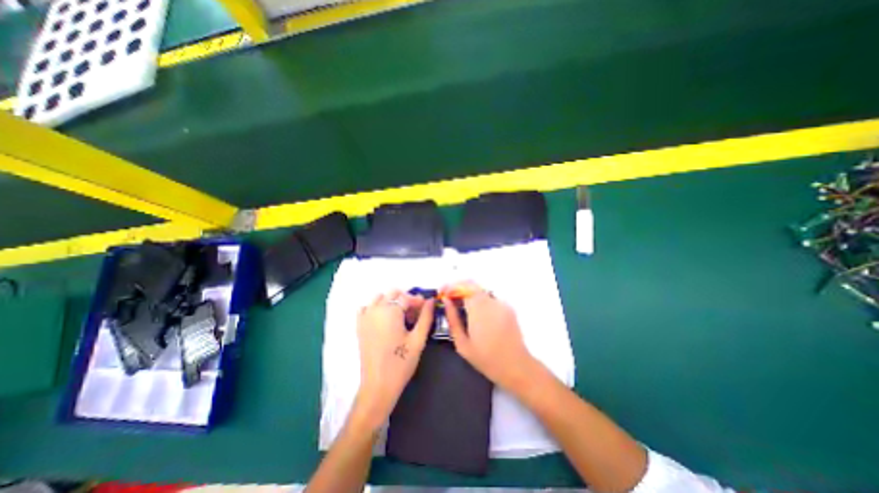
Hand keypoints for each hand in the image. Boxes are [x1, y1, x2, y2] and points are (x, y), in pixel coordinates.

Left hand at [350, 291, 432, 428]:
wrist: (378, 386)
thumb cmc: (401, 362)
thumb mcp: (418, 339)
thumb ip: (426, 317)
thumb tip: (431, 301)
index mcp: (390, 311)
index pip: (406, 297)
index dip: (418, 301)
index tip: (426, 308)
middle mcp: (375, 309)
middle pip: (392, 293)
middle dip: (405, 299)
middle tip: (414, 313)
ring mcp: (365, 317)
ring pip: (379, 298)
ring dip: (391, 301)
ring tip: (400, 315)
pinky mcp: (359, 326)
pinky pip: (366, 308)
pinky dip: (375, 308)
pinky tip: (383, 319)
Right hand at [444, 280, 539, 391]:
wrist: (516, 366)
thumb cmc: (485, 358)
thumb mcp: (462, 343)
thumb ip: (452, 319)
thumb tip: (446, 301)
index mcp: (479, 309)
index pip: (463, 286)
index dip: (450, 286)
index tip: (442, 293)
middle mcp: (491, 301)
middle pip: (472, 284)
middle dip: (458, 287)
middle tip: (448, 297)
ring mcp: (501, 303)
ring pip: (480, 290)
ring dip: (468, 293)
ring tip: (459, 305)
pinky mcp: (508, 307)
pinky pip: (489, 298)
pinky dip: (479, 300)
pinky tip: (475, 313)